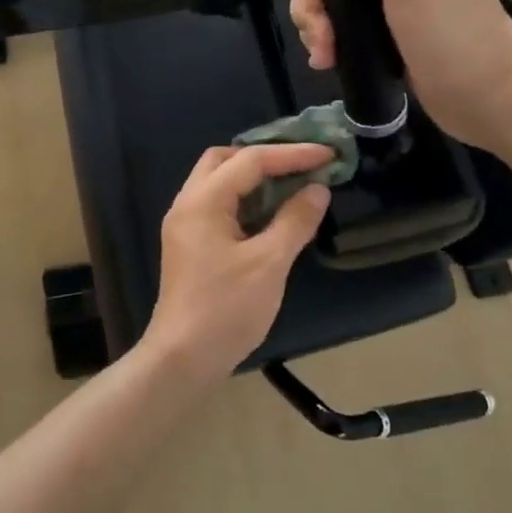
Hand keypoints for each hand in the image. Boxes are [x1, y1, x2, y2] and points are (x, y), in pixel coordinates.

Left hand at [142, 143, 333, 381]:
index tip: (328, 154)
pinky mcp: (191, 246)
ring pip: (219, 184)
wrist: (183, 358)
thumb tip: (317, 190)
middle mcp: (188, 205)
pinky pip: (219, 207)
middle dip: (264, 157)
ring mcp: (186, 227)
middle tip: (302, 164)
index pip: (249, 160)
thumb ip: (294, 221)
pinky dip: (246, 201)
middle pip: (224, 161)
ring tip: (294, 182)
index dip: (291, 154)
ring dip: (255, 179)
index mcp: (202, 202)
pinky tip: (273, 213)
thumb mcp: (269, 263)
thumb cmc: (226, 309)